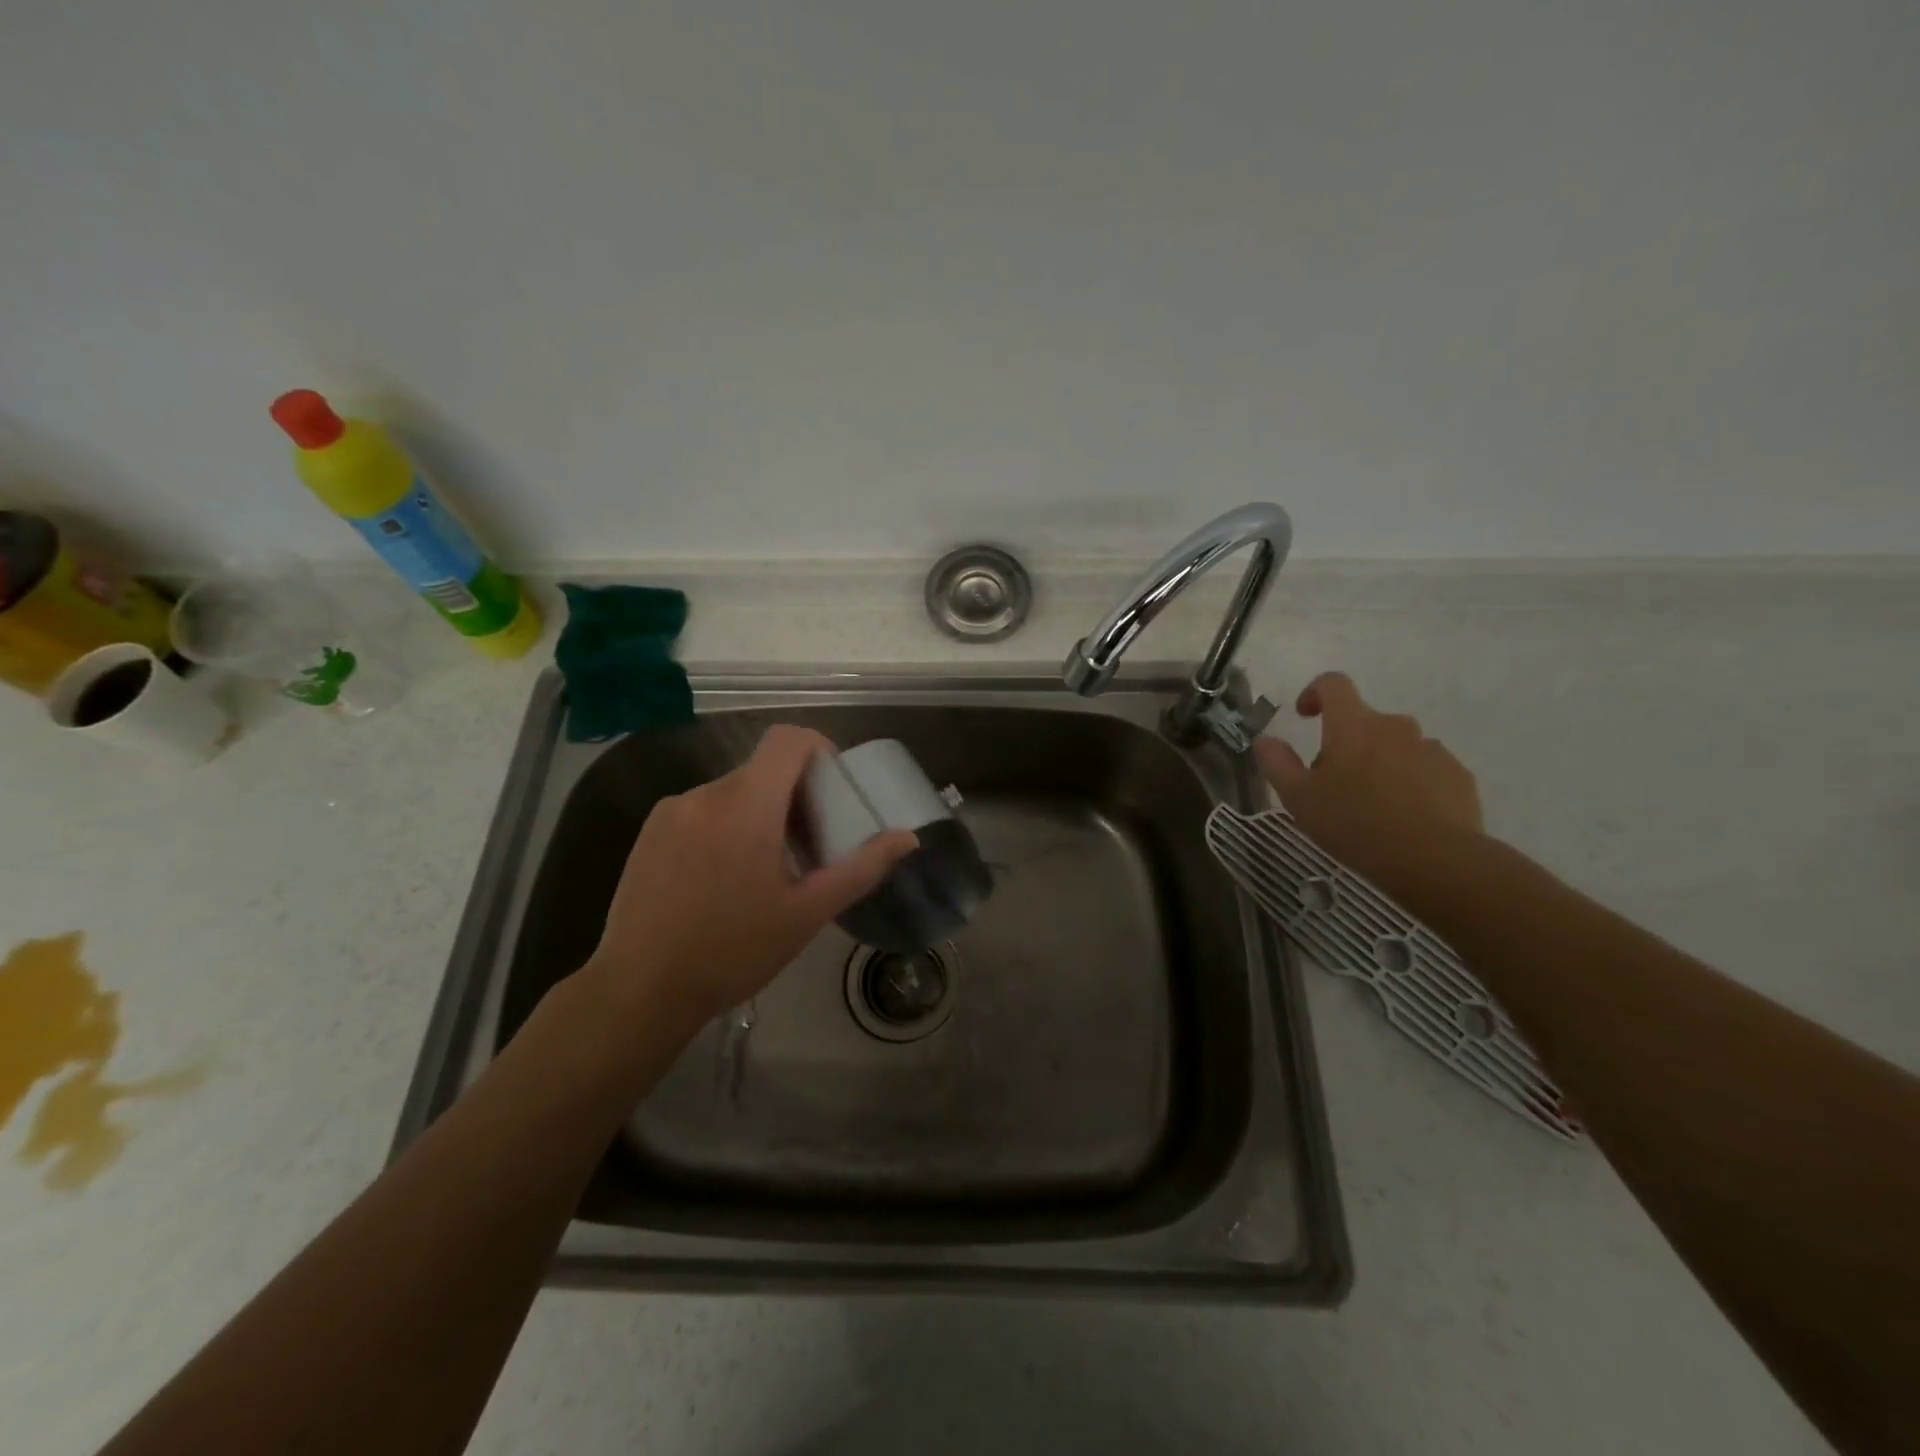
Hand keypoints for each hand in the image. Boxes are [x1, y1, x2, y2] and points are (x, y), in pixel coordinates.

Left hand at [581, 725, 917, 1027]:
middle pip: (763, 770)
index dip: (817, 749)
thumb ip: (861, 868)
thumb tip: (908, 837)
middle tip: (808, 846)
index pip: (787, 740)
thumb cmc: (732, 952)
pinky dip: (725, 826)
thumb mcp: (807, 913)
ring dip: (758, 814)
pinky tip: (722, 879)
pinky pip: (701, 810)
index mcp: (748, 807)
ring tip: (764, 870)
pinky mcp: (649, 832)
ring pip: (732, 792)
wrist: (639, 990)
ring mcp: (672, 811)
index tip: (832, 788)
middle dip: (794, 796)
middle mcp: (706, 795)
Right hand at [1253, 672, 1483, 893]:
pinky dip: (1411, 783)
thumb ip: (1277, 763)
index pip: (1333, 684)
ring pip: (1396, 747)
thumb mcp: (1298, 798)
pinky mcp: (1458, 775)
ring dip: (1380, 764)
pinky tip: (1404, 818)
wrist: (1433, 859)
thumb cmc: (1354, 823)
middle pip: (1364, 722)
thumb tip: (1265, 740)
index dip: (1315, 693)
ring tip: (1372, 806)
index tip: (1305, 716)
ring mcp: (1431, 749)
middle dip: (1346, 744)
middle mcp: (1395, 726)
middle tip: (1333, 784)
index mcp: (1353, 725)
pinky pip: (1426, 769)